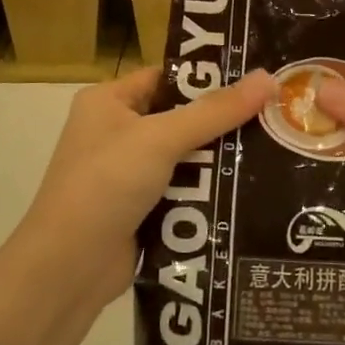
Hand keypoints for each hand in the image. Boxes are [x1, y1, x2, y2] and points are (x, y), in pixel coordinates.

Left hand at [15, 67, 276, 305]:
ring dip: (220, 159)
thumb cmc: (106, 184)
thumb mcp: (161, 138)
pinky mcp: (140, 209)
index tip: (257, 78)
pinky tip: (250, 188)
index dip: (208, 76)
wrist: (68, 268)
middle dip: (222, 121)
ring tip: (275, 148)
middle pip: (181, 117)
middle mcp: (115, 132)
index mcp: (108, 101)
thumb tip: (267, 77)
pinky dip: (208, 191)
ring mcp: (127, 174)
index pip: (167, 77)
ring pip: (186, 157)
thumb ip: (215, 111)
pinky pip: (183, 190)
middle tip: (276, 115)